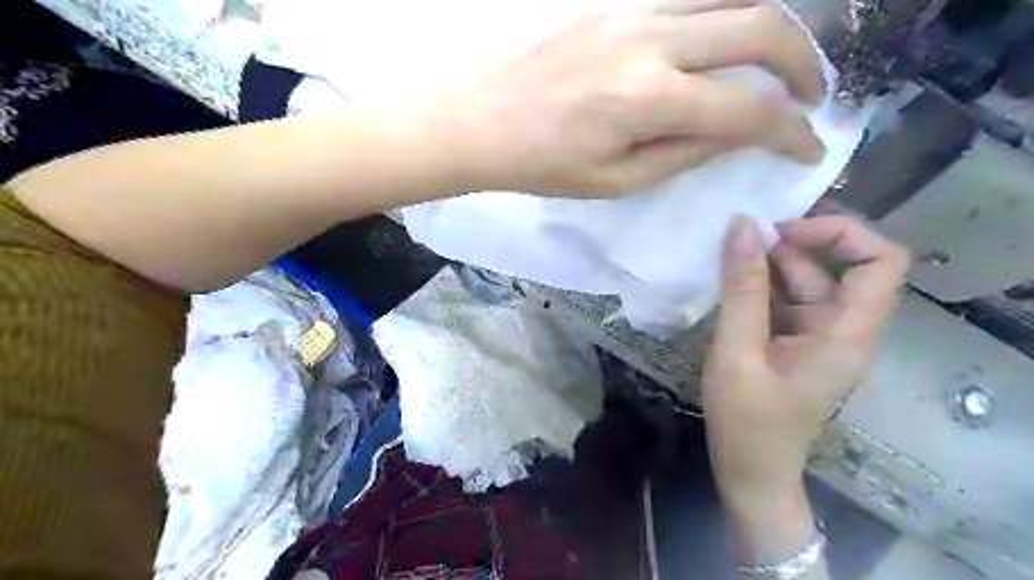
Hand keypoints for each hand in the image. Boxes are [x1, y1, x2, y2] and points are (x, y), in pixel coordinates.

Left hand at [436, 0, 823, 197]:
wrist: (481, 120)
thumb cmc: (543, 164)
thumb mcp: (615, 180)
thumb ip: (682, 155)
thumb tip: (734, 135)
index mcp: (649, 99)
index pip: (748, 108)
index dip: (790, 131)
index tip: (808, 149)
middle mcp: (651, 41)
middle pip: (761, 27)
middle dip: (804, 63)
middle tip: (809, 96)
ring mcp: (633, 10)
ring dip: (770, 28)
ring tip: (776, 64)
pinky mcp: (615, 2)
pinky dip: (724, 13)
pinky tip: (723, 40)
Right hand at [699, 215, 905, 509]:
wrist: (750, 471)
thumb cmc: (746, 420)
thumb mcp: (737, 351)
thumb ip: (741, 289)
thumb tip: (743, 226)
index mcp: (846, 335)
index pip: (881, 262)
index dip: (840, 233)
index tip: (783, 232)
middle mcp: (842, 330)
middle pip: (838, 268)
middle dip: (791, 247)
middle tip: (739, 242)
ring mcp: (819, 338)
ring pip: (807, 283)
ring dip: (770, 266)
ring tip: (726, 261)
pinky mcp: (796, 344)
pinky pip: (786, 302)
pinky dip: (761, 288)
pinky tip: (729, 285)